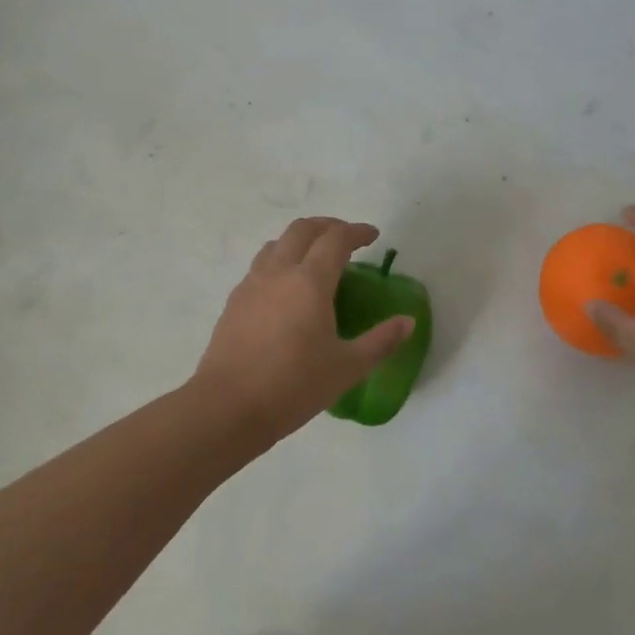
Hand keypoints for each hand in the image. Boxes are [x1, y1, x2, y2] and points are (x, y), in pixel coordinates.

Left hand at [192, 217, 415, 445]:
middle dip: (328, 226)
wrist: (227, 408)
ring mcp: (252, 283)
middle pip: (303, 229)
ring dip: (301, 240)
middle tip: (347, 239)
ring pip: (277, 243)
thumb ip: (380, 341)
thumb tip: (407, 322)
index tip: (373, 235)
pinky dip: (280, 260)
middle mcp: (279, 271)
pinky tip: (286, 288)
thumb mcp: (347, 368)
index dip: (357, 231)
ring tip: (315, 258)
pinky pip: (261, 265)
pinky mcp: (234, 300)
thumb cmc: (293, 386)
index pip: (336, 239)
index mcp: (310, 281)